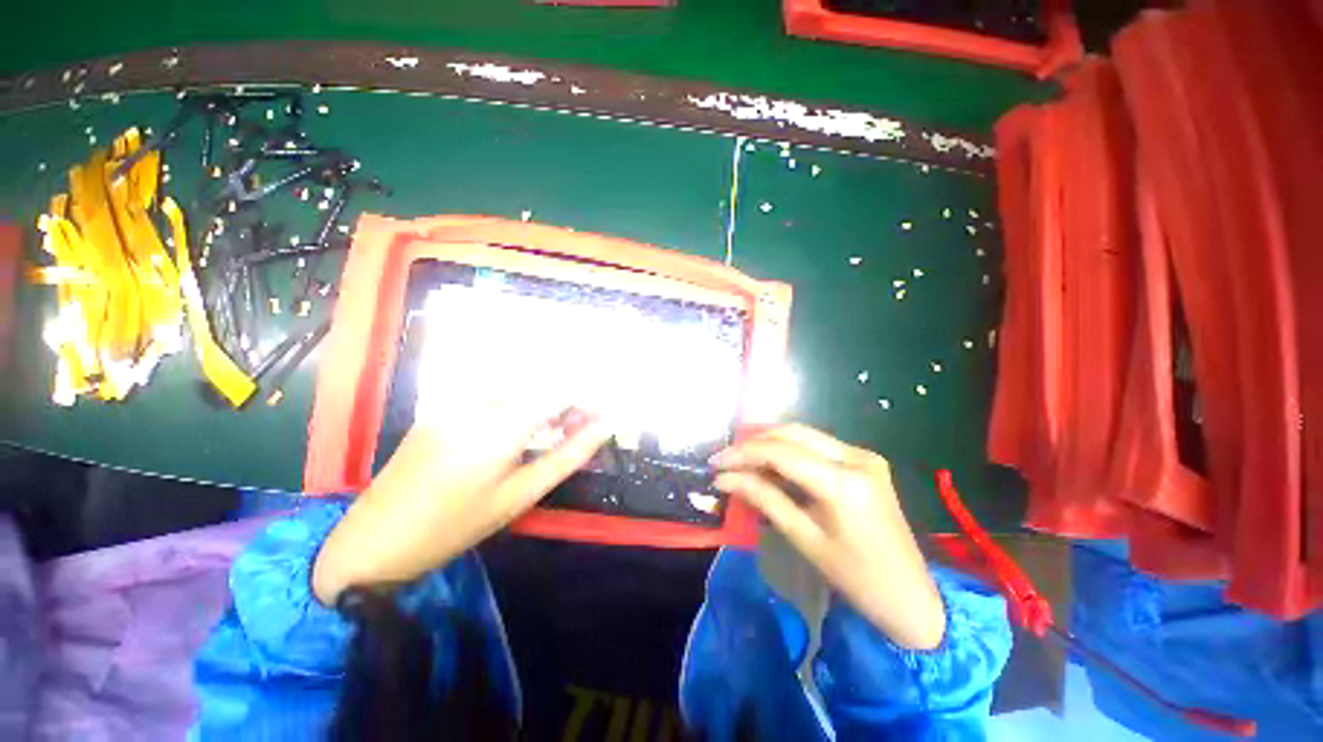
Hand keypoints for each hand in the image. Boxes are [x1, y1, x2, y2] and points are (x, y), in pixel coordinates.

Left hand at [312, 405, 609, 604]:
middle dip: (570, 395)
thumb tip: (603, 428)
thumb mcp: (519, 496)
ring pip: (520, 382)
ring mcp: (457, 399)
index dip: (589, 394)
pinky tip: (524, 423)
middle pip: (540, 380)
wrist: (374, 539)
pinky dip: (522, 398)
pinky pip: (496, 389)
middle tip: (585, 421)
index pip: (559, 390)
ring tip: (559, 424)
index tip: (606, 408)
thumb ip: (567, 456)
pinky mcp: (444, 404)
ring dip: (547, 396)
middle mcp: (478, 401)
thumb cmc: (454, 526)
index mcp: (499, 427)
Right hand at [711, 425, 945, 649]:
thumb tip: (725, 478)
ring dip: (770, 443)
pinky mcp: (864, 459)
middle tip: (727, 460)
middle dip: (754, 442)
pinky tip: (771, 464)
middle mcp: (856, 456)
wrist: (911, 595)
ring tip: (742, 461)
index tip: (716, 462)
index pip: (781, 452)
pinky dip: (789, 450)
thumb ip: (763, 498)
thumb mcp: (803, 538)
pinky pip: (817, 444)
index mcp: (844, 482)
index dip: (743, 453)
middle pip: (792, 433)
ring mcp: (863, 454)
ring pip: (803, 434)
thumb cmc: (856, 577)